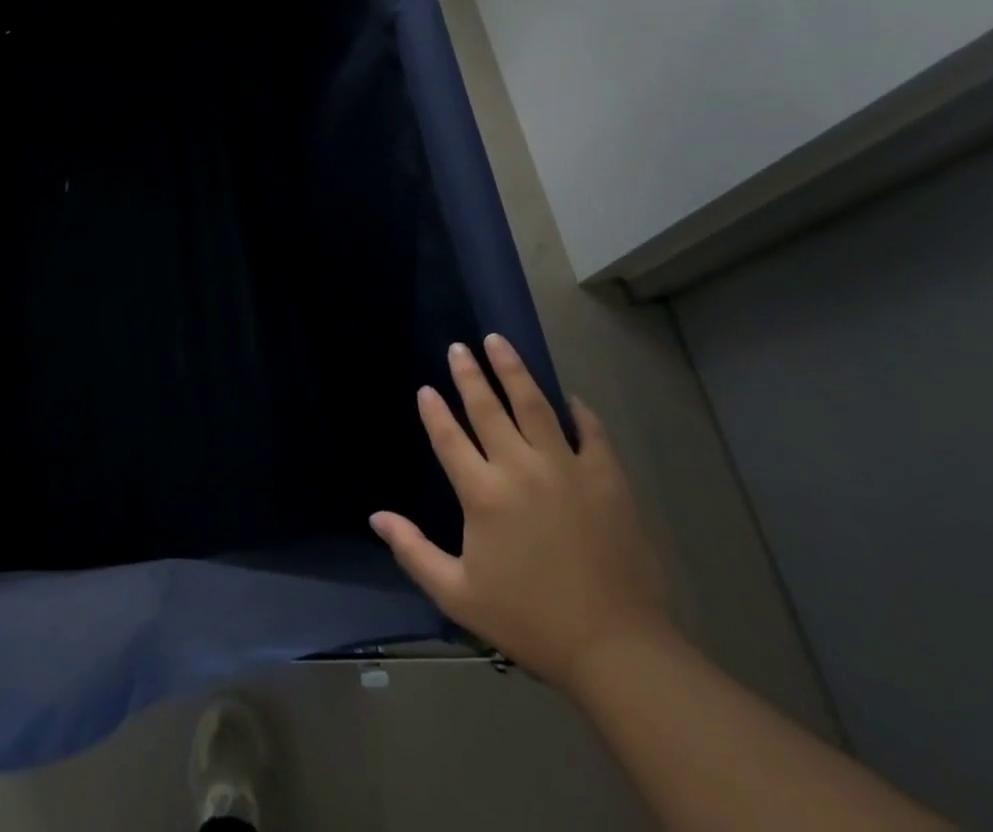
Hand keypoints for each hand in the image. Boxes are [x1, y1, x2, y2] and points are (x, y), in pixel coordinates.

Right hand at [371, 335, 669, 692]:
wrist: (616, 649)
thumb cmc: (529, 621)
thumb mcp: (459, 595)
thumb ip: (413, 551)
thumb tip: (376, 516)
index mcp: (483, 494)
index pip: (449, 437)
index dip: (435, 411)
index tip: (426, 388)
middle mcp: (520, 468)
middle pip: (488, 409)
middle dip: (469, 374)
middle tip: (458, 347)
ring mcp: (567, 469)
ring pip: (535, 405)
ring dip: (513, 371)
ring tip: (499, 342)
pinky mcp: (607, 479)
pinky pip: (591, 432)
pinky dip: (578, 412)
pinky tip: (569, 398)